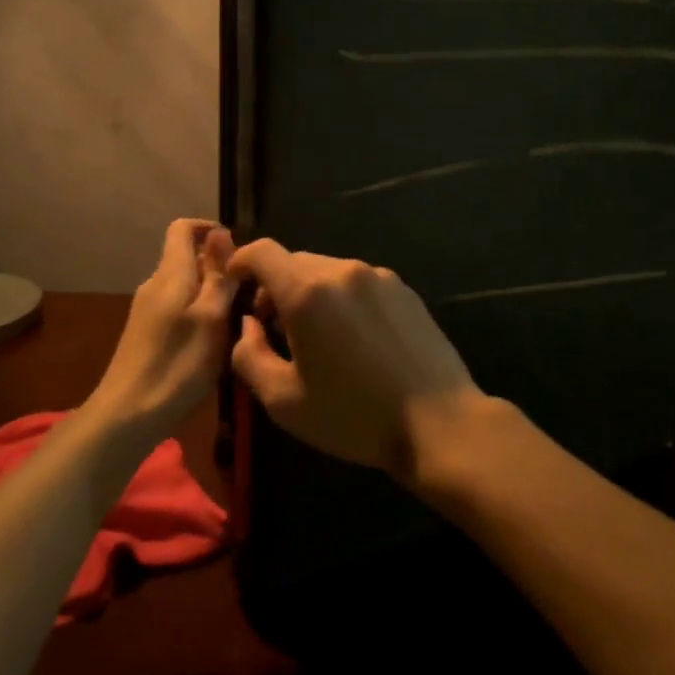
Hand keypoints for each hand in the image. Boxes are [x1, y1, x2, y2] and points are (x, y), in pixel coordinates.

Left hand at [88, 219, 237, 429]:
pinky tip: (215, 341)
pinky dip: (200, 313)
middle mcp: (155, 284)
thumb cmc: (178, 364)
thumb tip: (220, 232)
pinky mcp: (147, 332)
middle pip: (188, 257)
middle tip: (251, 292)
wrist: (129, 413)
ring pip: (186, 285)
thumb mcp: (211, 318)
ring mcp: (148, 309)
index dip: (211, 229)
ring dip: (213, 293)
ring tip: (240, 318)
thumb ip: (218, 275)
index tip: (240, 251)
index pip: (183, 228)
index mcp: (170, 274)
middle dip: (220, 267)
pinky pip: (179, 307)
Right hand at [226, 238, 484, 480]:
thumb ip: (249, 355)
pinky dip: (343, 298)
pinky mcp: (405, 290)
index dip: (241, 262)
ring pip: (329, 271)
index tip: (236, 285)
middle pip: (295, 262)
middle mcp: (344, 271)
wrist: (438, 422)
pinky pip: (359, 283)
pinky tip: (355, 339)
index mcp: (308, 292)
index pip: (263, 252)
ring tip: (318, 337)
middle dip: (276, 286)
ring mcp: (380, 277)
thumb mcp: (283, 400)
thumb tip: (247, 325)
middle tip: (275, 328)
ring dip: (311, 293)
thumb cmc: (352, 416)